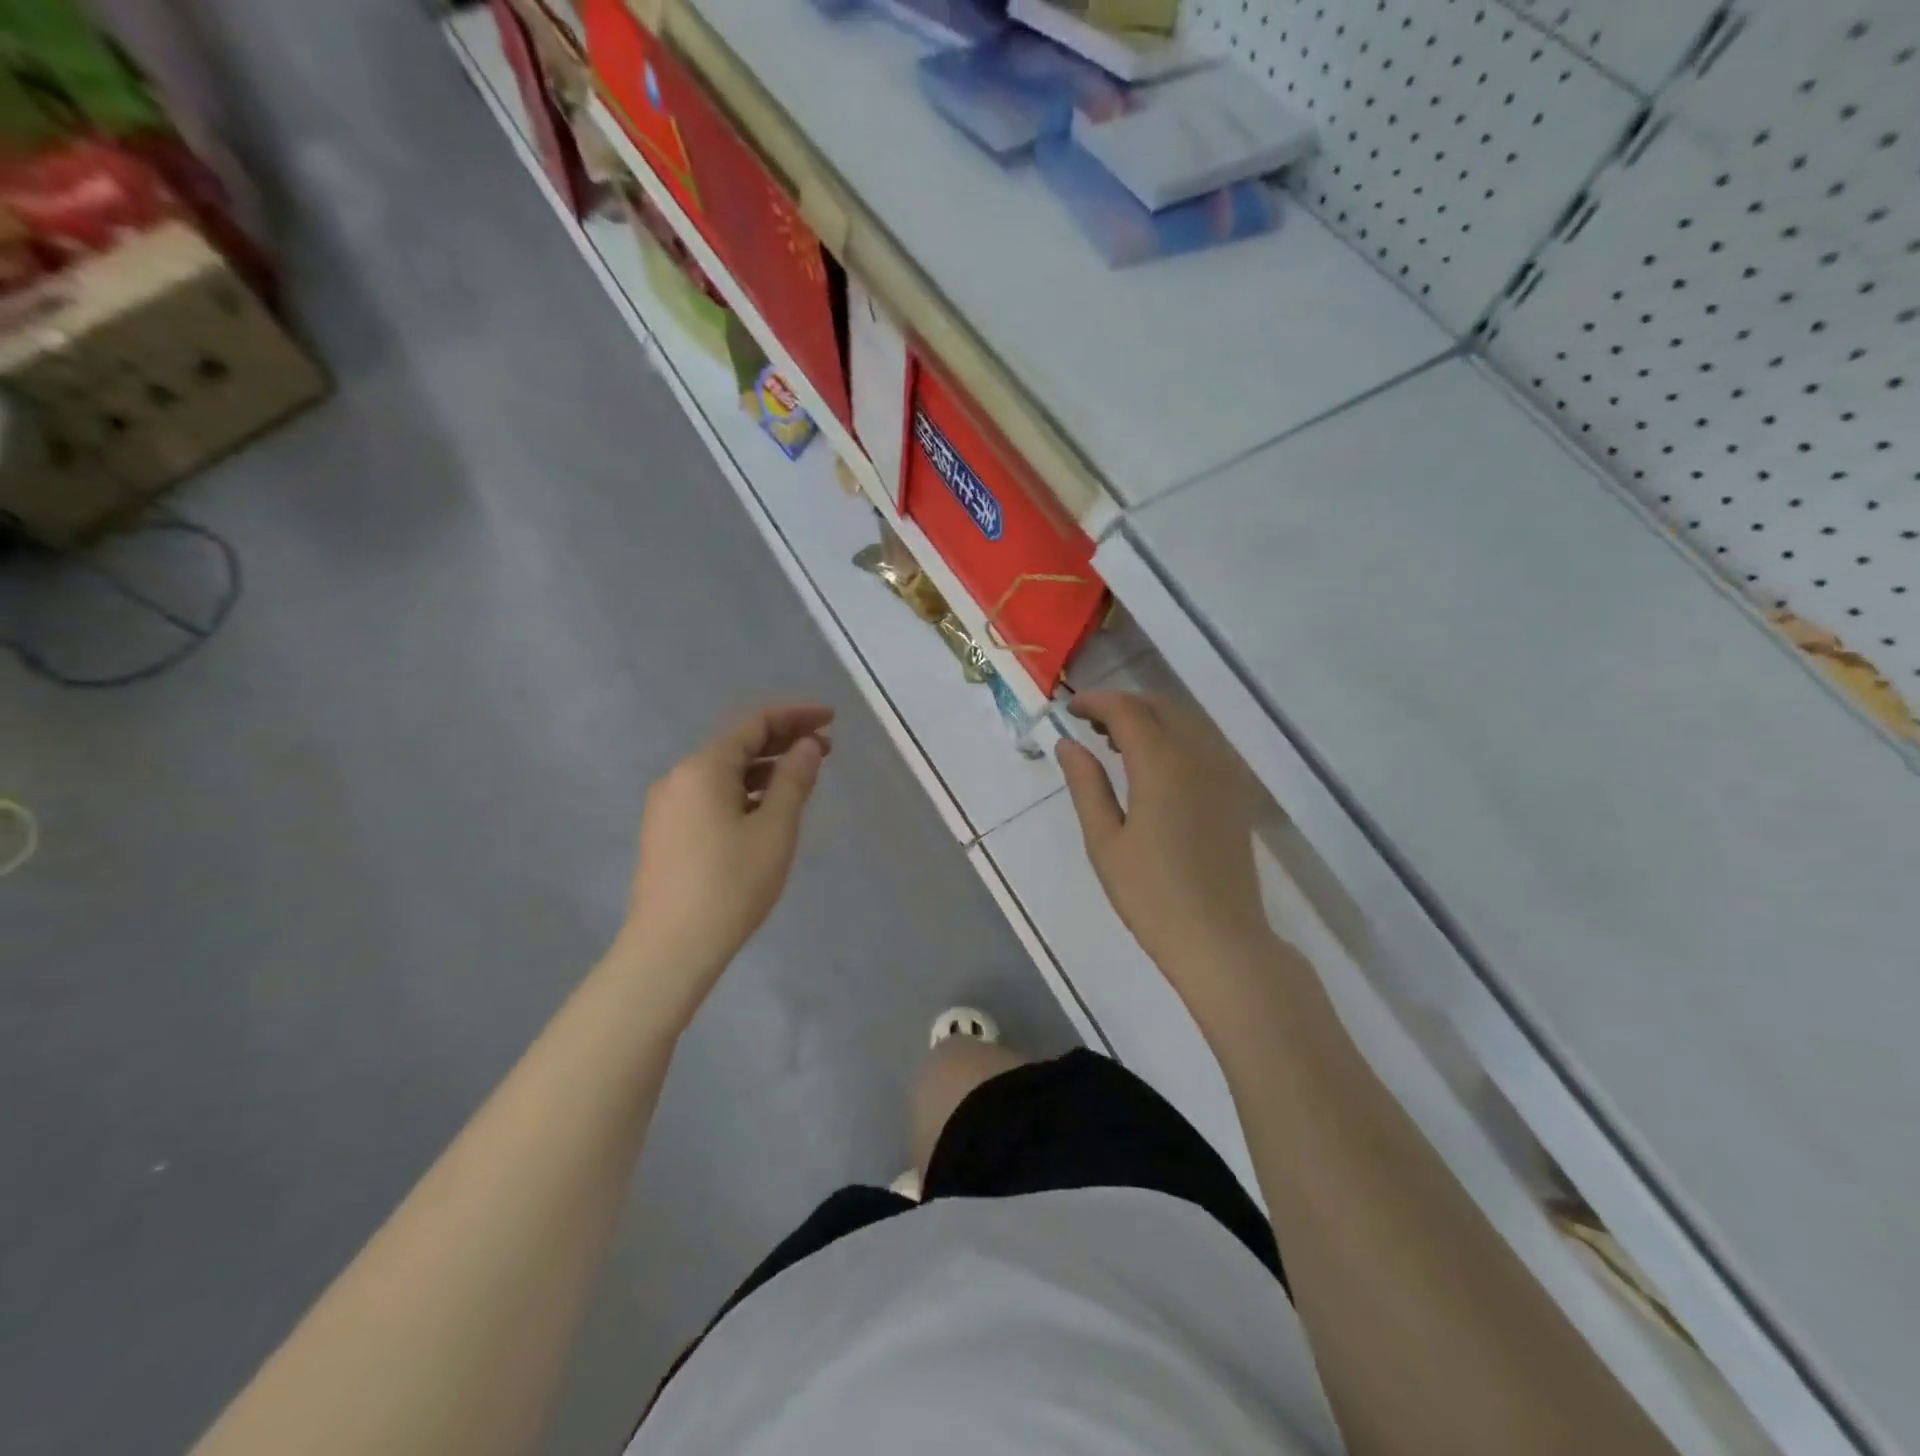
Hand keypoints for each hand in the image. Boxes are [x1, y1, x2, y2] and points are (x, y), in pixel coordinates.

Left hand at [617, 704, 833, 1021]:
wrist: (670, 948)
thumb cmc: (731, 884)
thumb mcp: (775, 829)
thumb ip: (794, 780)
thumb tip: (808, 745)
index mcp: (703, 767)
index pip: (755, 723)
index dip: (796, 716)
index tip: (831, 719)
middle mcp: (679, 777)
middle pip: (737, 745)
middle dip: (783, 741)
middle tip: (826, 748)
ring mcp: (667, 806)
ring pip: (723, 772)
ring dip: (764, 768)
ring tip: (803, 777)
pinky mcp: (666, 832)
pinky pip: (711, 795)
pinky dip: (744, 791)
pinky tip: (767, 808)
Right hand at [1056, 691, 1271, 985]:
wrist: (1219, 939)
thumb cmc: (1151, 895)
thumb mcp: (1104, 841)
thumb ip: (1086, 785)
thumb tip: (1068, 744)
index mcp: (1163, 765)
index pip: (1127, 711)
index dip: (1096, 702)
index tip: (1070, 709)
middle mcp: (1199, 756)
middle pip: (1160, 706)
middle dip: (1123, 705)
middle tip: (1089, 725)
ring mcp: (1225, 773)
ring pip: (1186, 721)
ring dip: (1150, 718)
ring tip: (1115, 742)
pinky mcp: (1236, 792)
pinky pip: (1204, 743)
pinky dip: (1174, 736)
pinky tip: (1154, 765)